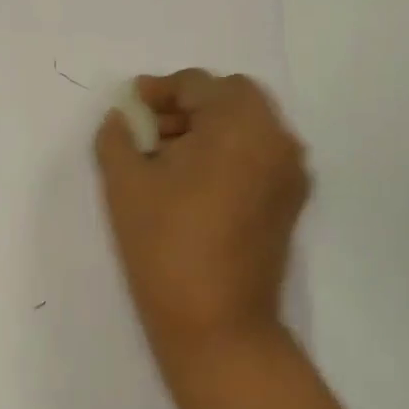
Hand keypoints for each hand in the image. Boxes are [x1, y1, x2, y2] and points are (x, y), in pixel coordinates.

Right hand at [93, 70, 309, 362]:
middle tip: (150, 131)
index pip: (198, 85)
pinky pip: (259, 156)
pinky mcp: (291, 202)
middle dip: (188, 107)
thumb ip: (117, 137)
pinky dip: (229, 154)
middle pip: (231, 99)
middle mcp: (277, 138)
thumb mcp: (125, 184)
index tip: (131, 104)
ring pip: (248, 127)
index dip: (159, 91)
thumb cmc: (165, 245)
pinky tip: (194, 182)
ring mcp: (289, 172)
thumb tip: (122, 117)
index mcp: (240, 123)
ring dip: (209, 129)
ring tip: (167, 158)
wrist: (216, 323)